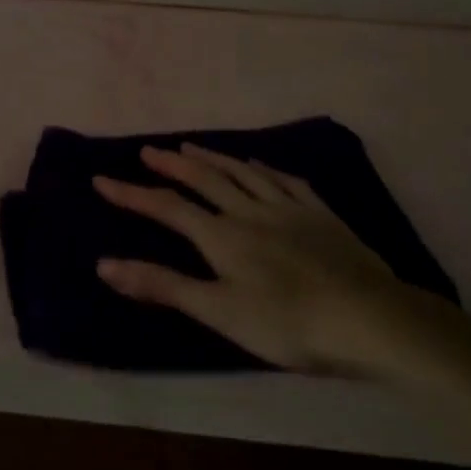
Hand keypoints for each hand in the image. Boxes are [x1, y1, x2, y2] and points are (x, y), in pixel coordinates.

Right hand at [93, 144, 425, 374]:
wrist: (368, 318)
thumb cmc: (288, 323)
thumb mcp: (218, 311)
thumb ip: (163, 286)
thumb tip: (104, 264)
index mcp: (223, 236)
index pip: (167, 208)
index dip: (132, 194)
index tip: (102, 179)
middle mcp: (251, 211)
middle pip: (205, 179)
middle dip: (172, 164)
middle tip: (149, 150)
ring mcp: (289, 208)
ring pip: (243, 173)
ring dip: (213, 158)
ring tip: (192, 146)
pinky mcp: (320, 214)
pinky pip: (284, 180)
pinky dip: (262, 168)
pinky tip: (258, 164)